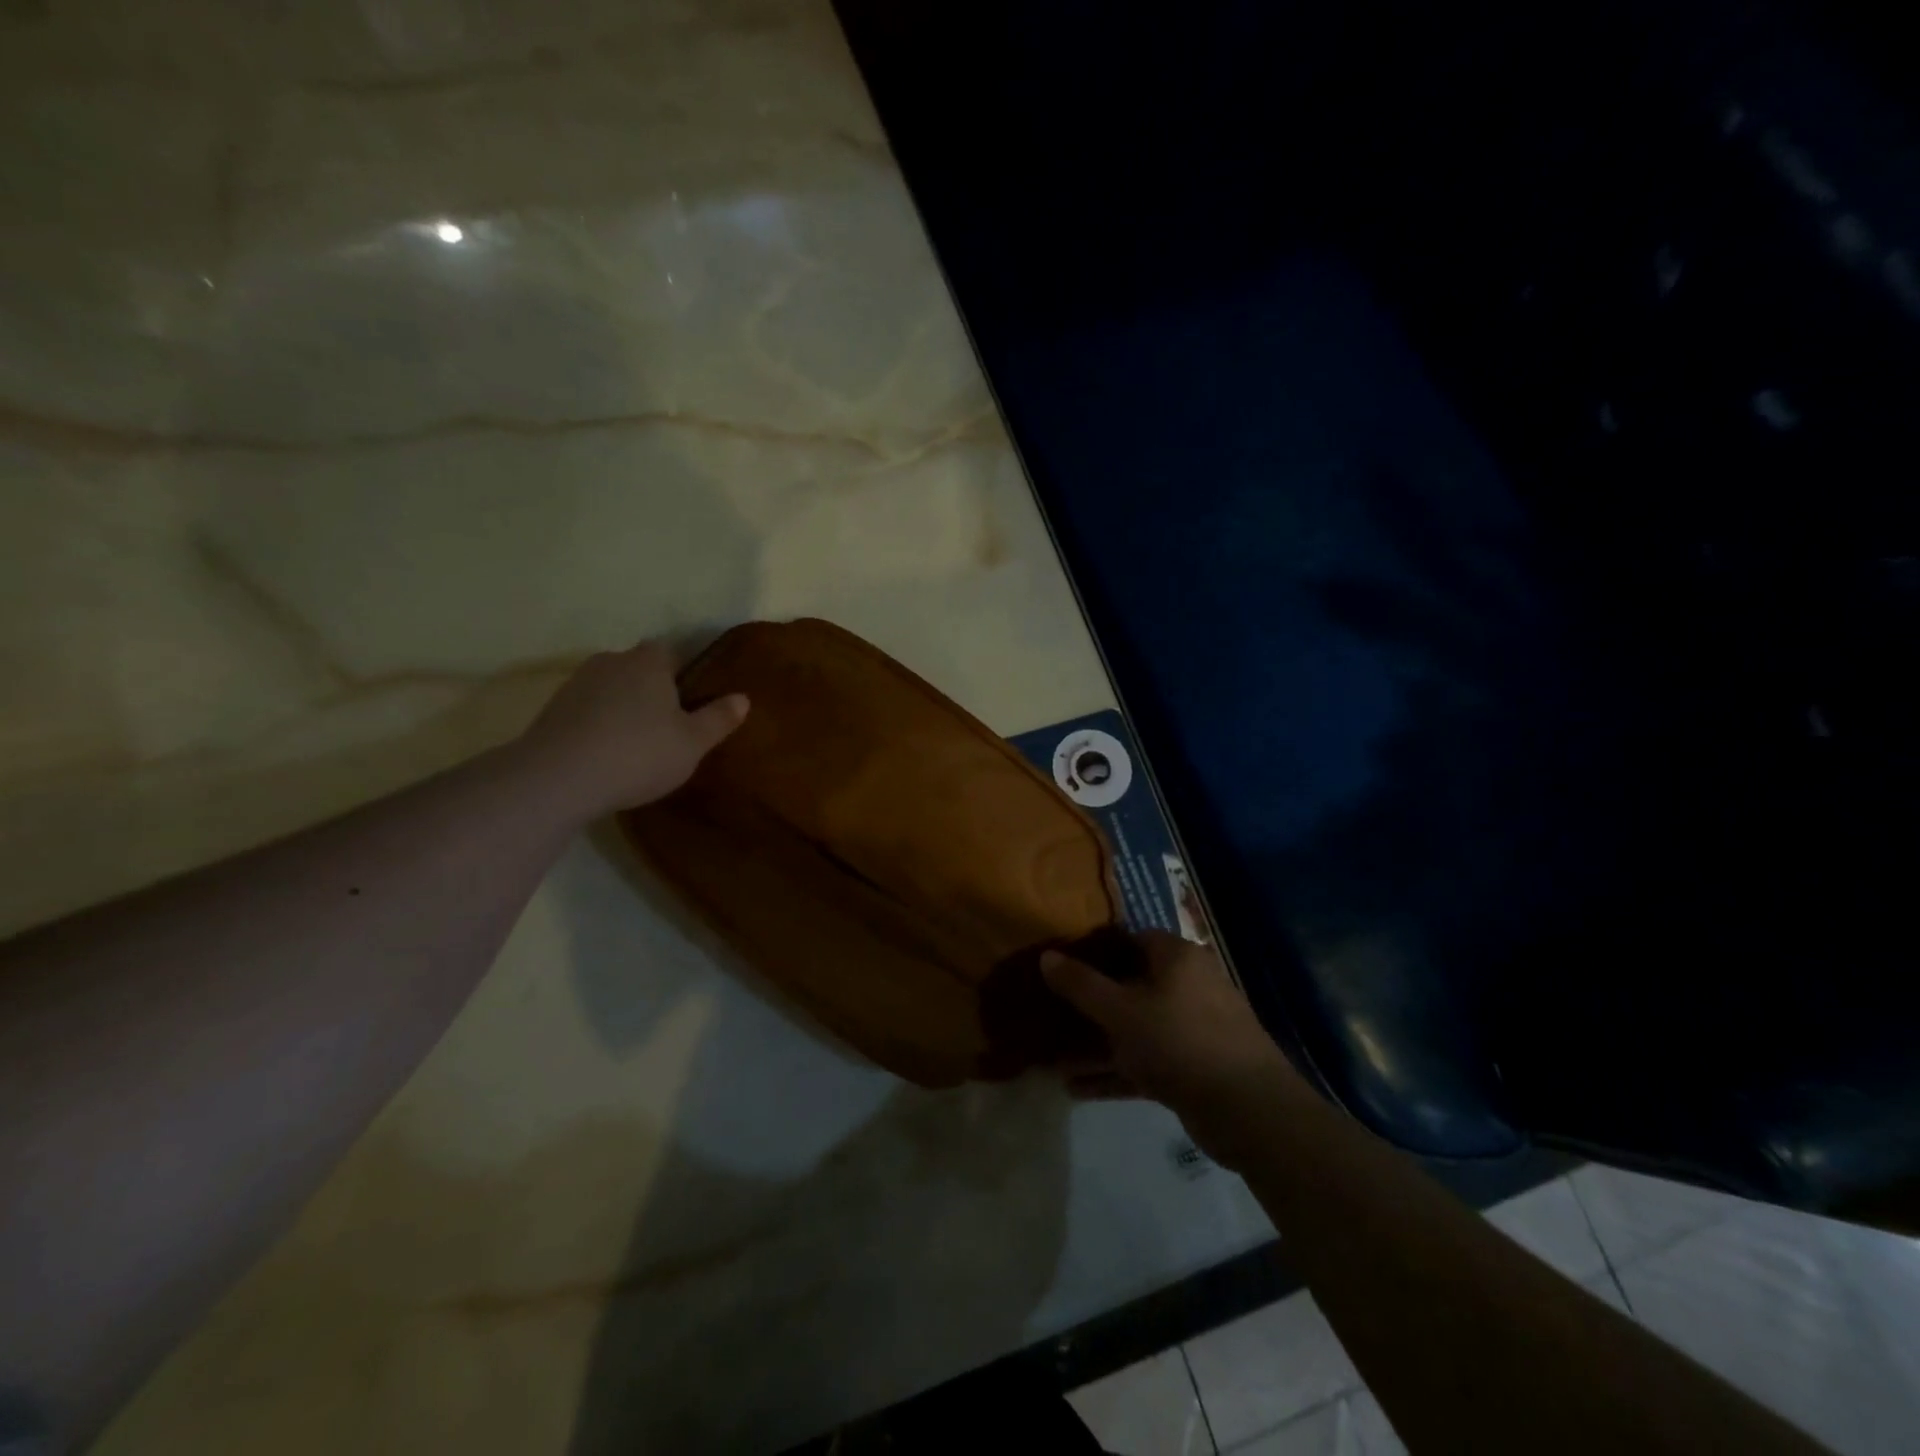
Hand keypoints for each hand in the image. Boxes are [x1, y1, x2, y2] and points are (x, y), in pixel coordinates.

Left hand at [515, 641, 748, 816]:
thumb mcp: (693, 743)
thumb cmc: (639, 754)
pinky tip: (604, 755)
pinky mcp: (551, 710)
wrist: (558, 778)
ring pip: (610, 689)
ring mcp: (576, 684)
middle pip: (638, 669)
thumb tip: (743, 698)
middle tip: (666, 728)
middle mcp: (611, 661)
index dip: (682, 674)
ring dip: (622, 709)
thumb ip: (719, 718)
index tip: (689, 702)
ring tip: (634, 745)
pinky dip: (597, 725)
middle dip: (651, 691)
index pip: (670, 652)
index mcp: (649, 662)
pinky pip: (586, 710)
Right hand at [1043, 930, 1298, 1167]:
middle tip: (1053, 1009)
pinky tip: (1077, 1089)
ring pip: (1136, 1028)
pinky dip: (1116, 1072)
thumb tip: (1046, 955)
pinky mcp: (1194, 1068)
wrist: (1249, 1111)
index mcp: (1177, 958)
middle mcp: (1189, 985)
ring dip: (1099, 1044)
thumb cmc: (1179, 1041)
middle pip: (1132, 985)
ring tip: (1055, 1057)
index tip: (1063, 964)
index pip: (1132, 939)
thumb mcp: (1120, 1010)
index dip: (1096, 949)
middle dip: (1092, 1002)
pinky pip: (1146, 1061)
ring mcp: (1194, 1028)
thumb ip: (1081, 984)